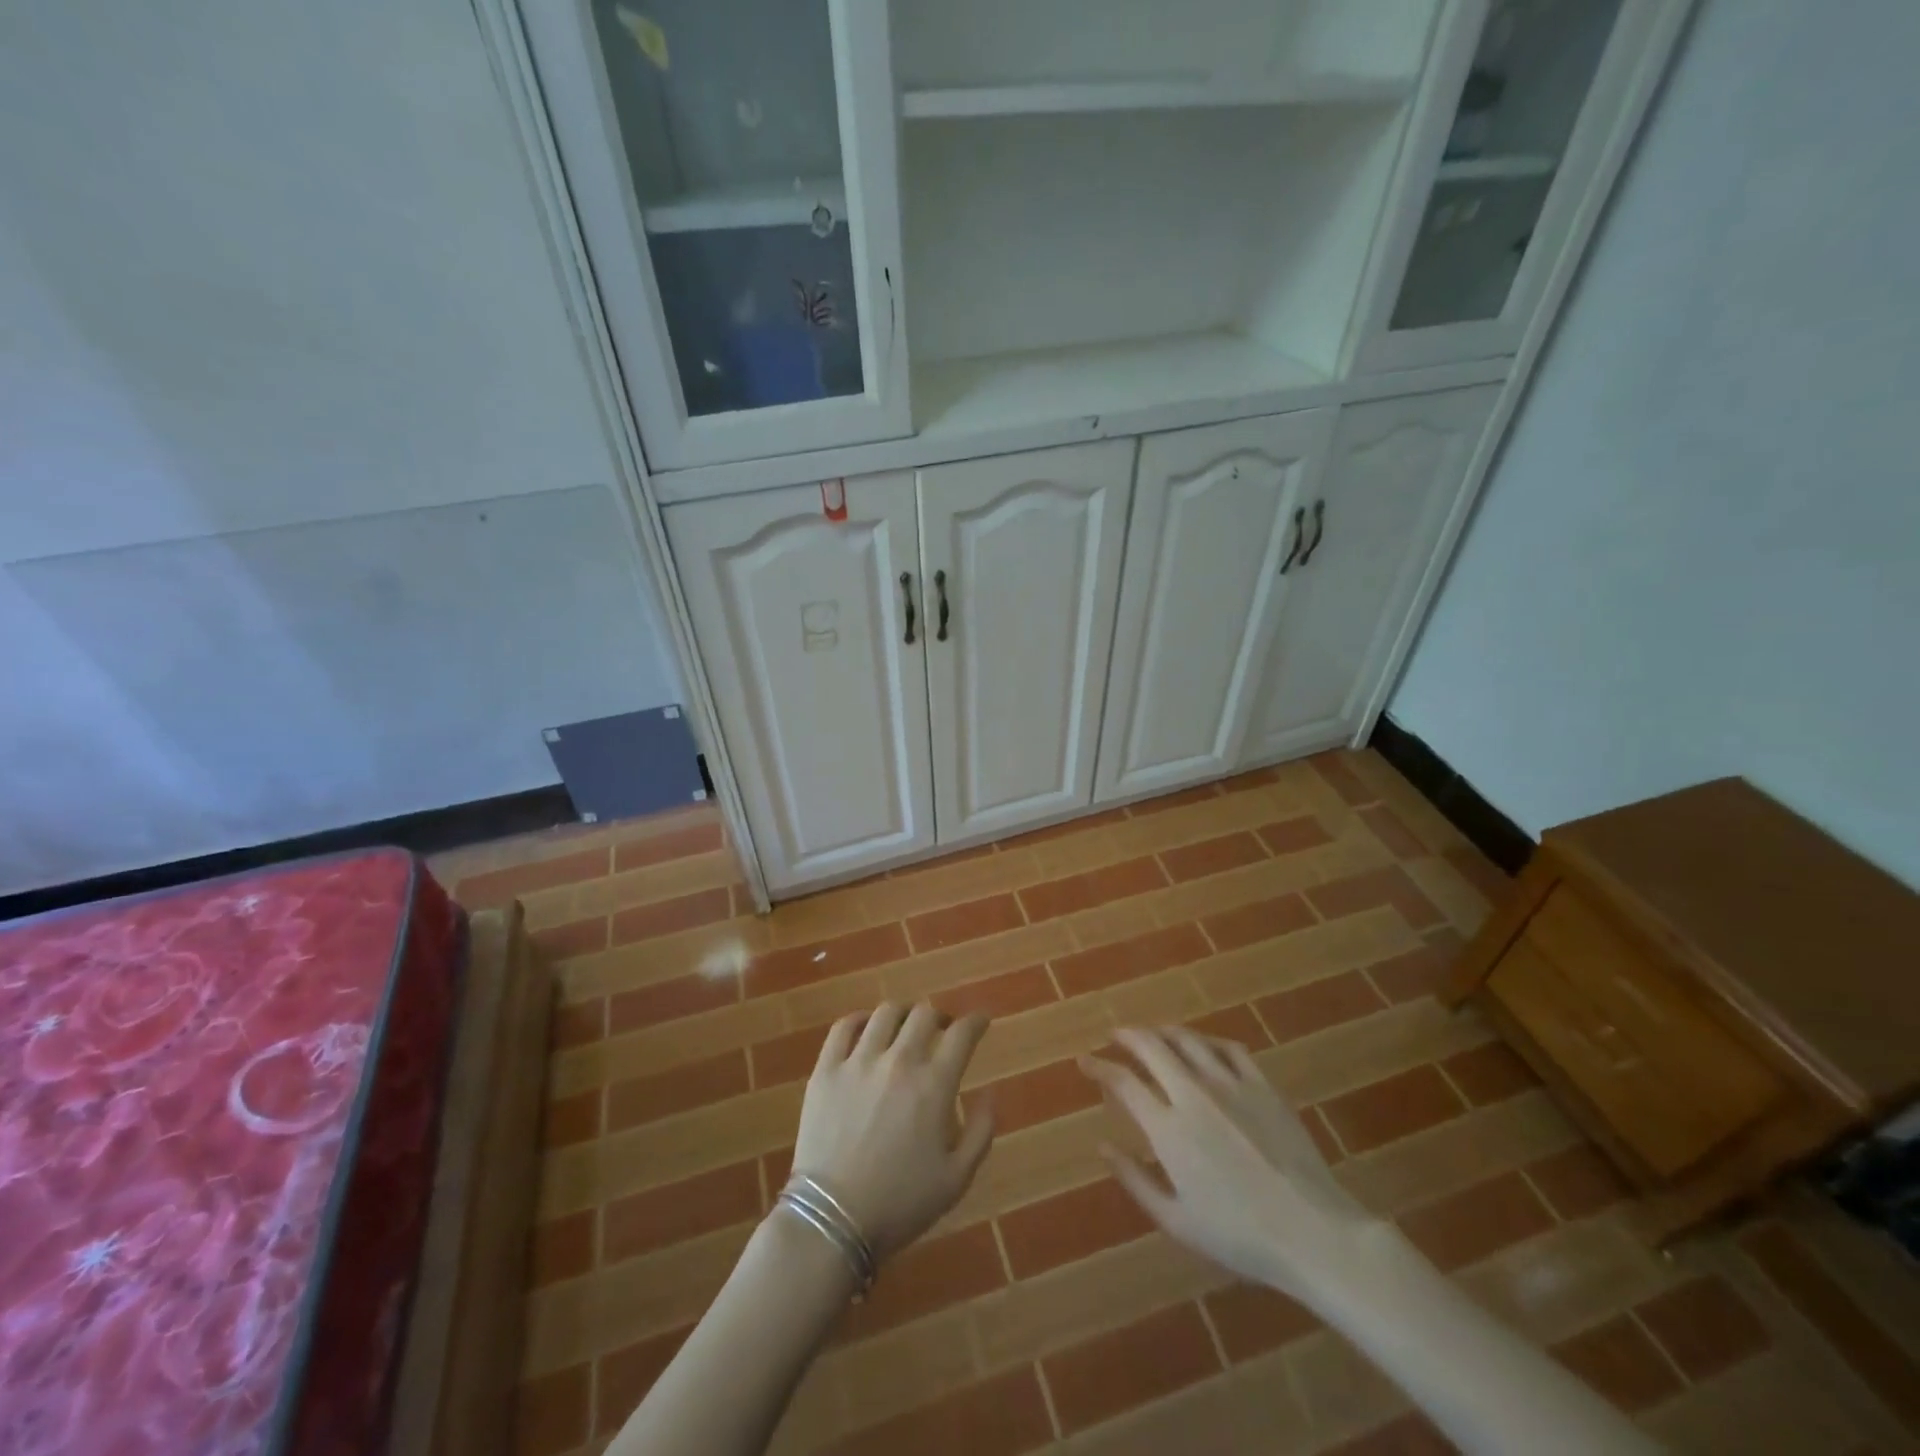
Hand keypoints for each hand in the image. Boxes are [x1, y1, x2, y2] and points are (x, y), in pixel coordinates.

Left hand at [789, 1003, 995, 1260]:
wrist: (832, 1221)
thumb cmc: (900, 1203)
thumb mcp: (957, 1178)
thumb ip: (980, 1131)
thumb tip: (992, 1093)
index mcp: (933, 1085)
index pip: (962, 1034)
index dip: (976, 1022)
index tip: (981, 1021)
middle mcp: (898, 1061)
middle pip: (924, 1014)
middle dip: (940, 1017)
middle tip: (942, 1030)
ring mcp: (858, 1062)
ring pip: (886, 1013)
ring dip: (903, 1015)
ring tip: (905, 1027)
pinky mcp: (826, 1070)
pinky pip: (843, 1027)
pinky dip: (860, 1020)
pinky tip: (866, 1028)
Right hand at [1080, 1027, 1382, 1301]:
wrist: (1313, 1231)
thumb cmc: (1240, 1236)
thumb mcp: (1177, 1221)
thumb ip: (1135, 1180)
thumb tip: (1102, 1146)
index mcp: (1169, 1128)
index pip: (1124, 1082)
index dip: (1099, 1067)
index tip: (1085, 1061)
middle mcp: (1194, 1094)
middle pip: (1152, 1046)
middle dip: (1127, 1035)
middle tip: (1114, 1036)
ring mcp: (1231, 1084)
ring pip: (1188, 1039)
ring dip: (1163, 1031)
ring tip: (1153, 1034)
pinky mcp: (1263, 1085)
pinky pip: (1229, 1048)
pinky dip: (1208, 1041)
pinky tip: (1204, 1046)